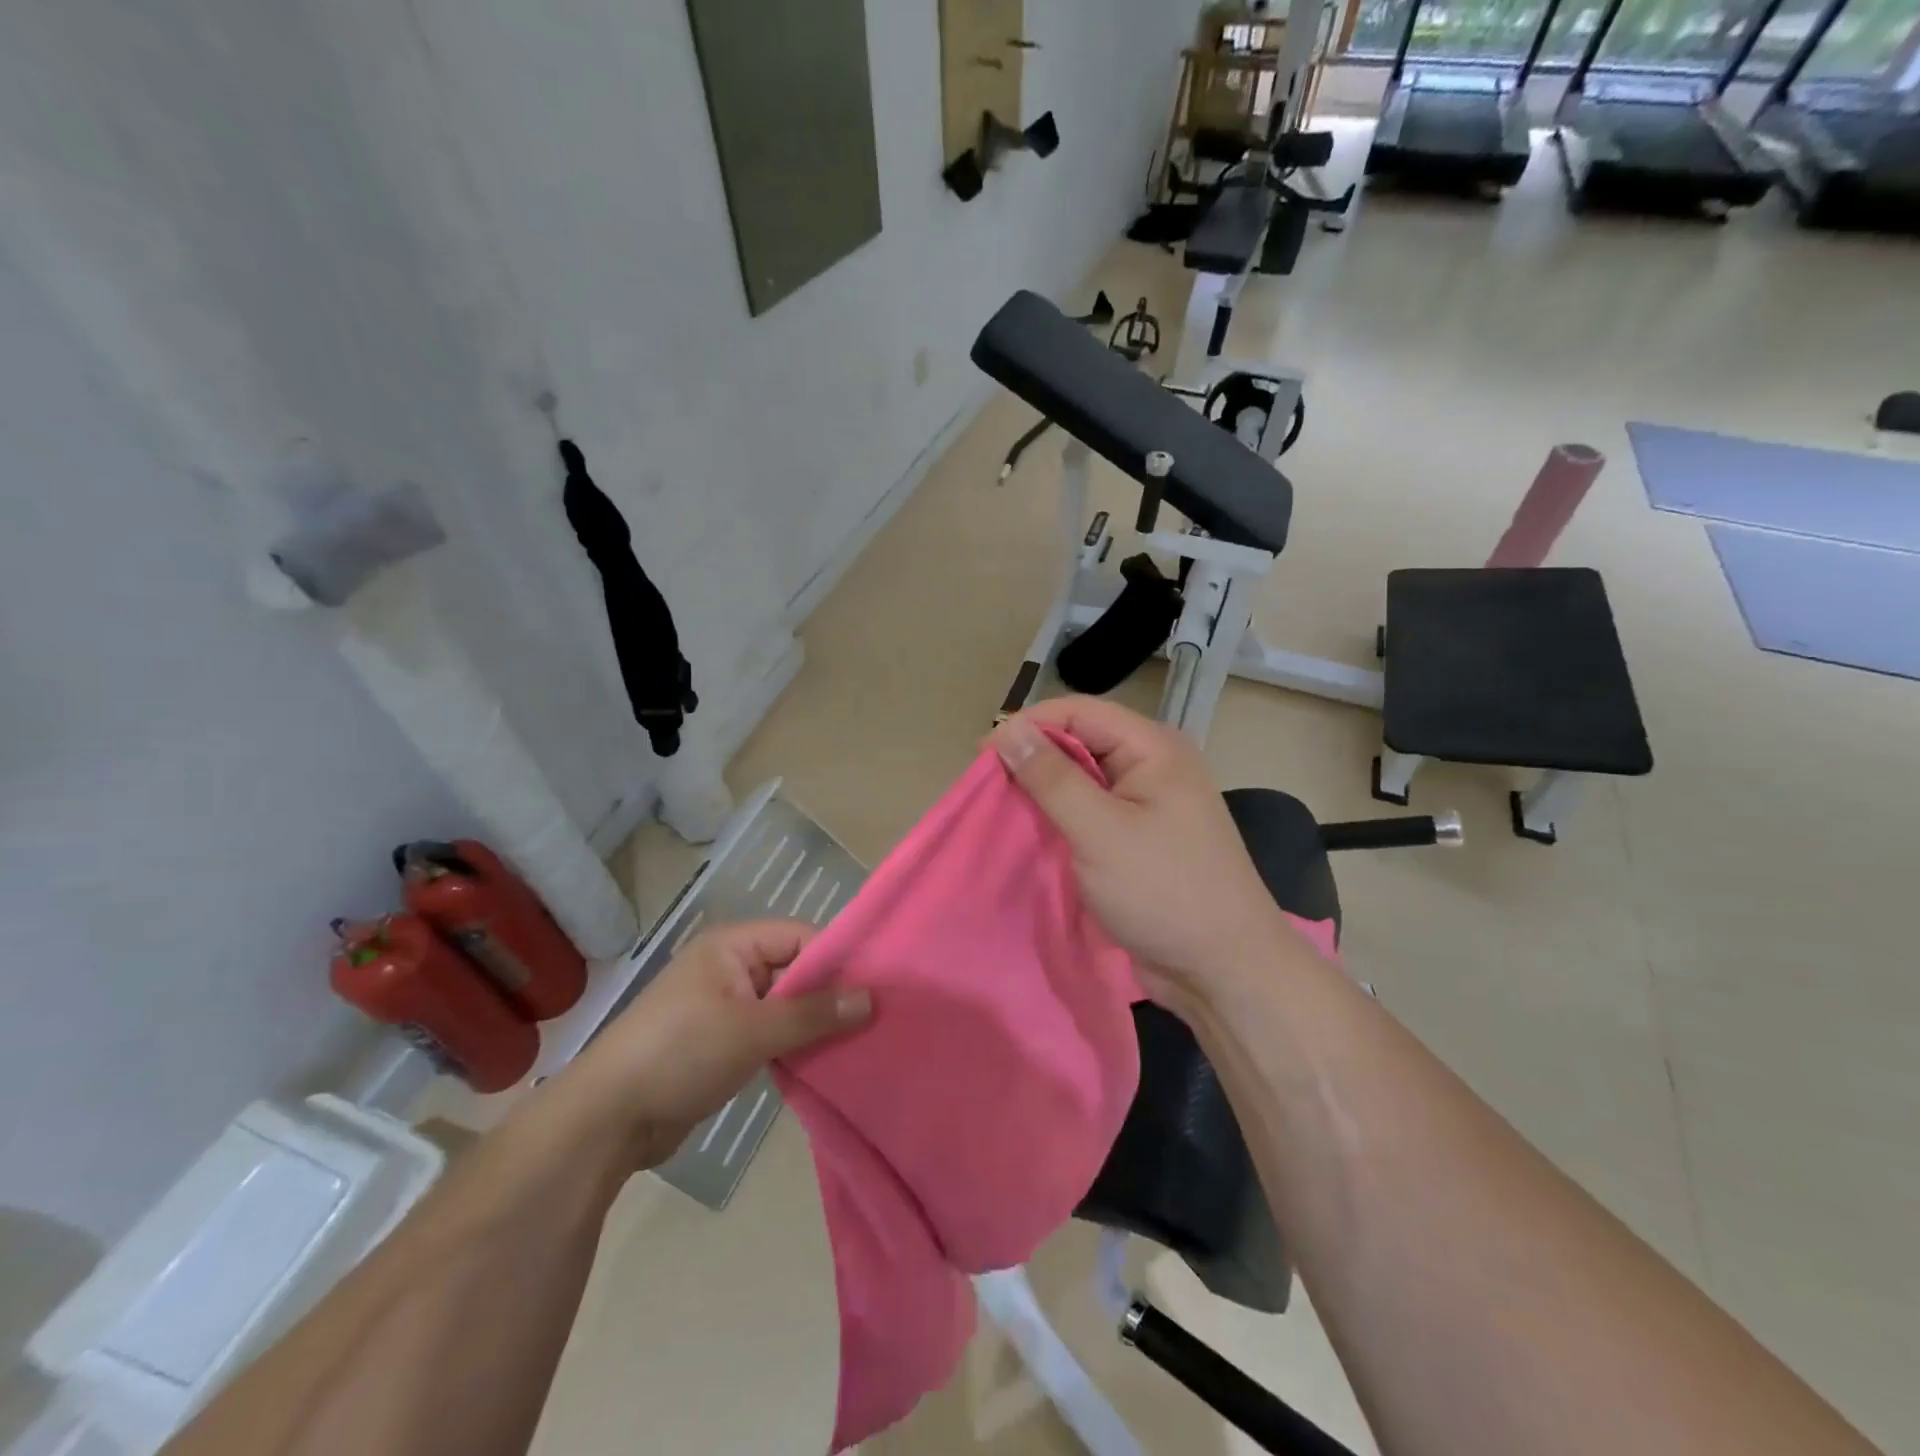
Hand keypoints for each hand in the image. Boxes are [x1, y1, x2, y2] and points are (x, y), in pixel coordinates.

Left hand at [558, 921, 871, 1167]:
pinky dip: (792, 1045)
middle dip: (829, 995)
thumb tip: (871, 999)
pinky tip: (823, 1062)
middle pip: (794, 970)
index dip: (835, 960)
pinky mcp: (720, 1044)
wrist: (606, 1120)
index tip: (875, 989)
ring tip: (857, 1043)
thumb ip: (813, 1013)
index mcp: (731, 946)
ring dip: (812, 1024)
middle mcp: (729, 968)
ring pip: (783, 1005)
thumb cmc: (680, 1054)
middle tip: (875, 1020)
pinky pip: (768, 1033)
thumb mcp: (752, 1030)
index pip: (799, 937)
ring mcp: (723, 1007)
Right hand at [991, 697, 1308, 1003]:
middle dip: (1034, 758)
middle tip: (988, 787)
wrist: (1223, 970)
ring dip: (1044, 791)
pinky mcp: (1139, 838)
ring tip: (1001, 808)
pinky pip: (1091, 813)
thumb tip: (1009, 729)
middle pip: (1081, 741)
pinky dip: (1060, 818)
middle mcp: (1152, 766)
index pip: (1080, 712)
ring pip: (1083, 779)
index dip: (1030, 726)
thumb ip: (1052, 777)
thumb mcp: (1100, 831)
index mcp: (1154, 748)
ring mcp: (1147, 804)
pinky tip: (1032, 832)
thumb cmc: (1164, 891)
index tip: (983, 757)